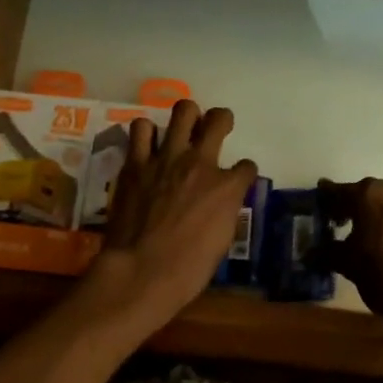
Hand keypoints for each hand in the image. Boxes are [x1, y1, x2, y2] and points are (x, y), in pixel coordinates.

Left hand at [92, 100, 257, 324]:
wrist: (141, 271)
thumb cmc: (188, 268)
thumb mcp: (222, 241)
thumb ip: (224, 211)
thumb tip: (222, 203)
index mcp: (227, 186)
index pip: (246, 166)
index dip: (243, 173)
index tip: (237, 179)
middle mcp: (200, 162)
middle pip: (218, 119)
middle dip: (221, 120)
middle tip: (215, 128)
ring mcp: (166, 158)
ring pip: (182, 111)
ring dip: (185, 118)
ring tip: (180, 131)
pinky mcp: (136, 163)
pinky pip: (141, 129)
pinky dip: (146, 133)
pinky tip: (147, 145)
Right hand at [317, 176, 382, 318]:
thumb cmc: (382, 273)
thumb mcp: (347, 263)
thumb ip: (326, 252)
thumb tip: (309, 253)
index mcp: (367, 193)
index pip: (337, 191)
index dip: (324, 200)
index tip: (316, 205)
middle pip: (362, 193)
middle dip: (348, 206)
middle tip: (334, 222)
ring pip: (382, 201)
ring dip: (369, 212)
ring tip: (357, 234)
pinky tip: (378, 239)